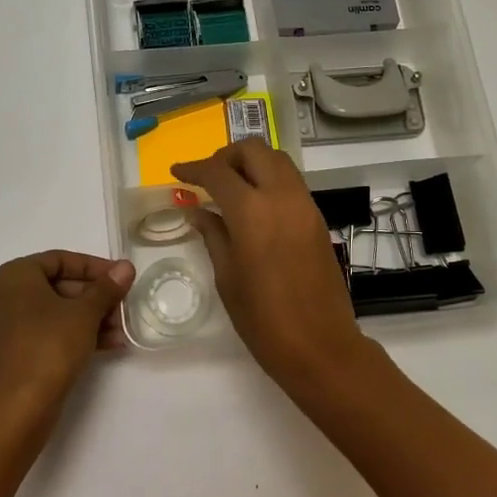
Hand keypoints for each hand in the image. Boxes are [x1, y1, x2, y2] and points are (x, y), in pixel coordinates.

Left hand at [0, 251, 135, 410]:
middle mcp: (2, 297)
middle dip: (94, 297)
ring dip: (89, 319)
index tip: (120, 278)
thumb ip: (106, 288)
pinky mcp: (9, 355)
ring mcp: (2, 328)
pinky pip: (45, 335)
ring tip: (120, 331)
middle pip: (57, 287)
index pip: (60, 260)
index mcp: (14, 277)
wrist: (17, 407)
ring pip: (53, 314)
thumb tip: (125, 267)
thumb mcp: (85, 313)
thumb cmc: (49, 346)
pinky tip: (106, 346)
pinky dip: (72, 336)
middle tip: (123, 307)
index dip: (94, 267)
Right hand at [172, 140, 369, 390]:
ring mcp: (305, 206)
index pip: (218, 172)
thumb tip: (198, 211)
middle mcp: (282, 197)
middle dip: (227, 156)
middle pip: (255, 150)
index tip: (176, 173)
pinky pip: (291, 183)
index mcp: (252, 212)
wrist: (320, 345)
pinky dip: (269, 180)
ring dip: (251, 164)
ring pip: (278, 161)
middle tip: (208, 177)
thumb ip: (213, 235)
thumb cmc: (263, 319)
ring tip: (230, 188)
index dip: (193, 168)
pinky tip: (254, 206)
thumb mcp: (227, 277)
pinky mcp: (318, 219)